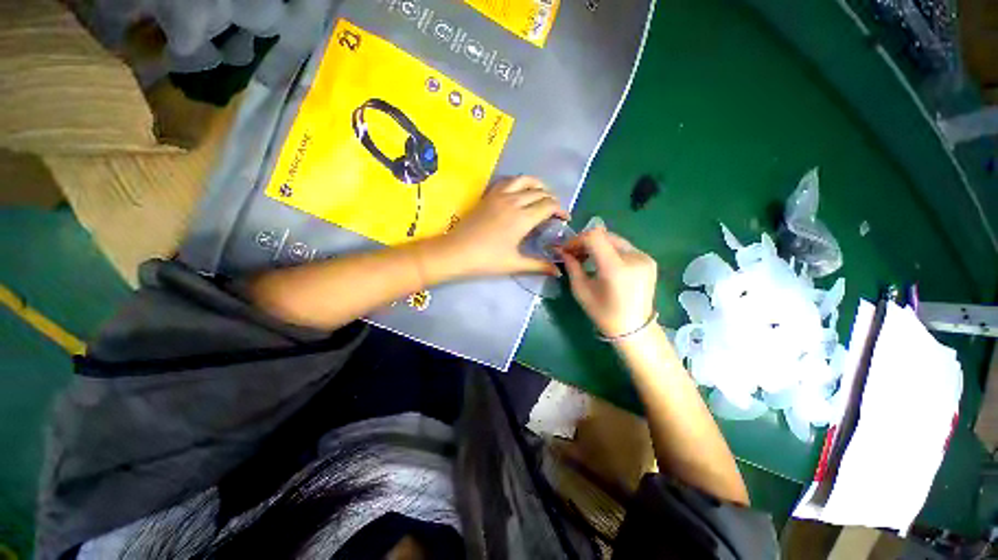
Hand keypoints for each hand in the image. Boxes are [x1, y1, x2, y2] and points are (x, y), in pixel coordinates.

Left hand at [442, 176, 568, 275]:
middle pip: (540, 192)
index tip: (565, 219)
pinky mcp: (488, 195)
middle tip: (555, 211)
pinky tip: (519, 190)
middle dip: (552, 199)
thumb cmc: (486, 260)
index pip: (549, 206)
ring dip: (538, 185)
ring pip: (524, 180)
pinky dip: (519, 182)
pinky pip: (507, 181)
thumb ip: (539, 265)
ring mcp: (500, 195)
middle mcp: (514, 201)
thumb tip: (558, 271)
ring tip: (542, 194)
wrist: (456, 252)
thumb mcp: (515, 264)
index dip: (561, 210)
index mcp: (523, 218)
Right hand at [558, 227, 657, 337]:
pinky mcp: (649, 259)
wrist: (634, 328)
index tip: (566, 249)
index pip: (594, 237)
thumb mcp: (581, 291)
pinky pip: (623, 247)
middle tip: (573, 253)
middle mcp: (634, 258)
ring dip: (597, 244)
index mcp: (616, 269)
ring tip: (586, 257)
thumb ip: (572, 267)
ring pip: (614, 239)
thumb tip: (562, 251)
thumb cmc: (603, 314)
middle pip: (604, 235)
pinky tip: (602, 261)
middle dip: (585, 241)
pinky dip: (609, 249)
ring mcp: (644, 257)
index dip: (577, 239)